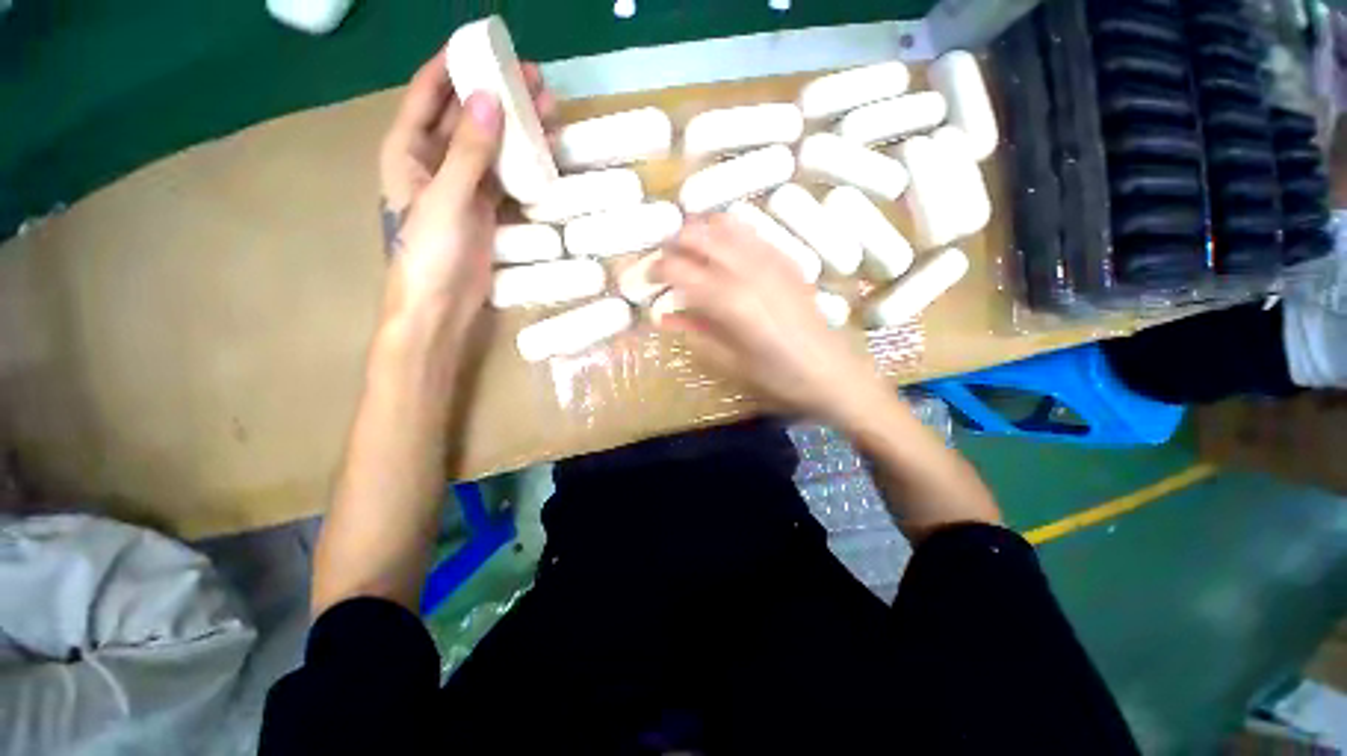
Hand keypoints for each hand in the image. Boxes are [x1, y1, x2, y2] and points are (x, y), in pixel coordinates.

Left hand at [378, 51, 554, 332]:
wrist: (441, 306)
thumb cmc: (429, 254)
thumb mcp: (445, 198)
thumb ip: (468, 151)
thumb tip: (491, 99)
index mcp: (408, 149)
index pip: (429, 93)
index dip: (454, 64)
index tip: (487, 44)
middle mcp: (433, 160)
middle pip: (467, 116)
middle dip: (498, 94)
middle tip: (535, 79)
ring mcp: (463, 185)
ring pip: (492, 146)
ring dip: (518, 128)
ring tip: (549, 110)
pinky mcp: (486, 209)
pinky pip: (506, 176)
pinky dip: (524, 163)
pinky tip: (545, 152)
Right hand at [654, 214, 883, 420]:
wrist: (835, 374)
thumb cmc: (780, 378)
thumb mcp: (730, 364)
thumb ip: (694, 334)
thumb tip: (663, 315)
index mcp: (731, 302)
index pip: (680, 269)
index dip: (656, 268)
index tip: (644, 277)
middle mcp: (749, 271)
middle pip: (700, 235)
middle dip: (673, 242)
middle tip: (662, 261)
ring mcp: (772, 260)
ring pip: (725, 225)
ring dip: (700, 231)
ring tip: (687, 251)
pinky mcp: (787, 261)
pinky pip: (751, 232)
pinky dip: (728, 232)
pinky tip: (722, 249)